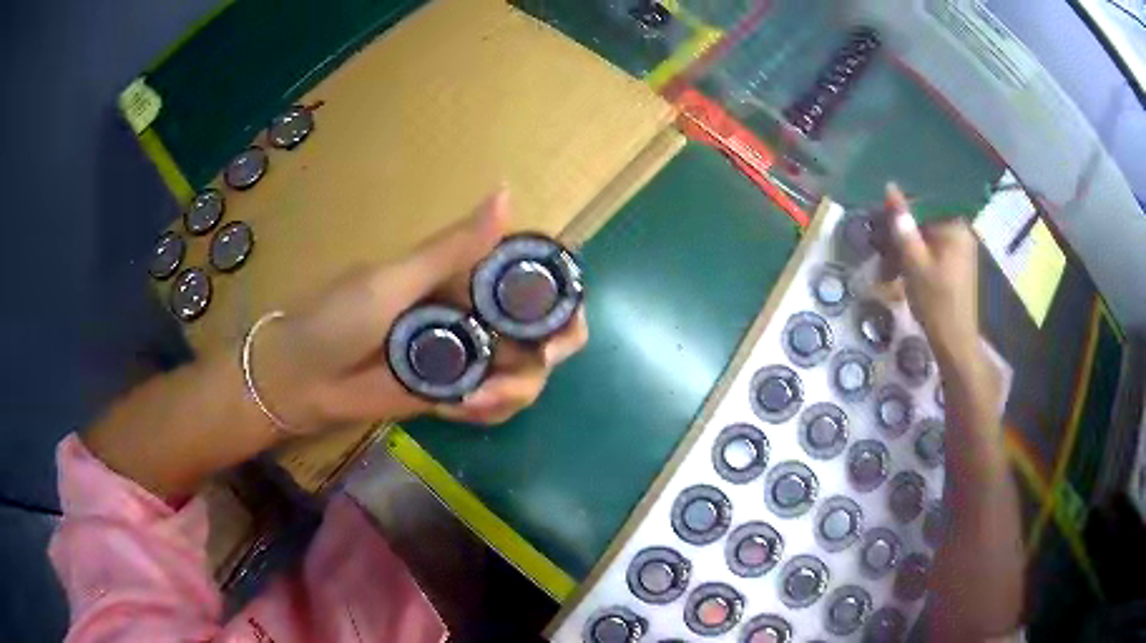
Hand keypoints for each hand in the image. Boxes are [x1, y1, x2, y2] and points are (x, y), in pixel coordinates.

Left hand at [255, 187, 588, 431]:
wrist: (303, 379)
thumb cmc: (337, 319)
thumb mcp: (394, 281)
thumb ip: (451, 249)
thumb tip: (507, 193)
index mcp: (463, 276)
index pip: (532, 280)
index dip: (559, 301)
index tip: (556, 330)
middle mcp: (475, 313)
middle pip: (542, 333)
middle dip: (543, 355)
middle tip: (520, 375)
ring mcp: (467, 356)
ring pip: (525, 372)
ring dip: (512, 391)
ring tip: (471, 401)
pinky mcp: (455, 393)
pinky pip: (495, 403)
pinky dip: (490, 409)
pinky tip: (457, 410)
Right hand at [880, 183, 980, 363]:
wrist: (954, 344)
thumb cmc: (936, 302)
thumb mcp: (914, 262)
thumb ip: (902, 225)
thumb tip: (890, 188)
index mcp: (954, 227)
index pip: (923, 204)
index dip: (900, 213)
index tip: (881, 225)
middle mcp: (960, 233)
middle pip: (924, 223)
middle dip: (901, 236)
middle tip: (881, 253)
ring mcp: (959, 251)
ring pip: (925, 240)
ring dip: (905, 251)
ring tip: (887, 271)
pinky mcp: (955, 267)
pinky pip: (931, 253)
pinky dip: (915, 261)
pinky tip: (901, 276)